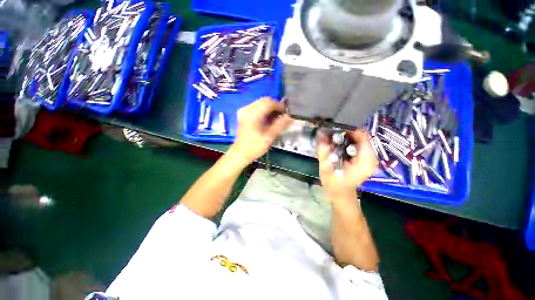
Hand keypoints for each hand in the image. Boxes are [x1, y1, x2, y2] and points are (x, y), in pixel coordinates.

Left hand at [229, 98, 290, 164]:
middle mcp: (247, 109)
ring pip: (261, 103)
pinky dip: (264, 110)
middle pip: (264, 101)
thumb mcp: (269, 137)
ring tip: (276, 118)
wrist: (240, 153)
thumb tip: (289, 116)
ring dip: (270, 108)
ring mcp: (244, 111)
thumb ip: (279, 125)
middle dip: (275, 106)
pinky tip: (268, 119)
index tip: (286, 113)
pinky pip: (256, 107)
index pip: (269, 103)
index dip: (279, 106)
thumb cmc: (255, 147)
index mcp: (252, 115)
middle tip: (282, 116)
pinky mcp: (243, 114)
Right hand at [317, 130, 377, 197]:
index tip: (334, 129)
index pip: (362, 136)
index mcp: (364, 161)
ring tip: (334, 141)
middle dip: (346, 133)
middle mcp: (371, 158)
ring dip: (346, 138)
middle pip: (361, 136)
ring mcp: (370, 158)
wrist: (341, 194)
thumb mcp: (325, 168)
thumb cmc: (334, 184)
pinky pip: (358, 144)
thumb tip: (320, 134)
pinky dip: (348, 142)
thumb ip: (323, 151)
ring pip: (359, 139)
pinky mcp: (366, 158)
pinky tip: (339, 147)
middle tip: (332, 136)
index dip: (348, 130)